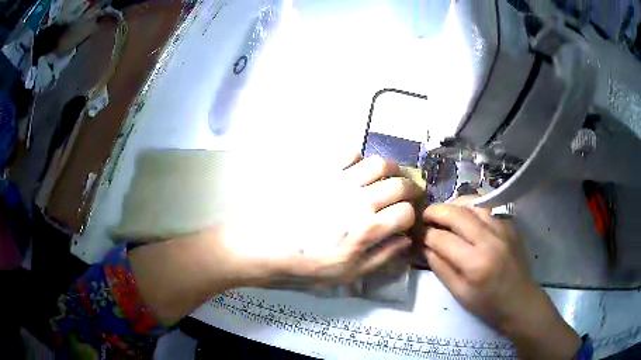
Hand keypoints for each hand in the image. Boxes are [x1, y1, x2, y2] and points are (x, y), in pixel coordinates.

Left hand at [223, 156, 422, 286]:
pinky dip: (360, 159)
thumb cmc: (306, 265)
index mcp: (366, 230)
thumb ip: (381, 257)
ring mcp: (340, 182)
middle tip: (407, 195)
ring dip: (390, 170)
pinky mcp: (322, 171)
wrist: (266, 245)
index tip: (405, 220)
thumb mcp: (347, 273)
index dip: (410, 216)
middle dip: (410, 189)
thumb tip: (406, 240)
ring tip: (386, 178)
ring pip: (379, 163)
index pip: (406, 212)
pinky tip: (356, 171)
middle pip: (399, 184)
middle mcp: (359, 201)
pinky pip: (349, 153)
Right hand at [421, 196, 580, 359]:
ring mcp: (503, 228)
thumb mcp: (459, 293)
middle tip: (424, 215)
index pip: (442, 239)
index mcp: (475, 263)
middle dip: (435, 211)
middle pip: (457, 214)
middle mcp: (490, 240)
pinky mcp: (510, 225)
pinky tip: (465, 217)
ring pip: (473, 204)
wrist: (520, 301)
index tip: (415, 233)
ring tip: (443, 212)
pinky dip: (472, 209)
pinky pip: (487, 209)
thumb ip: (441, 268)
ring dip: (454, 205)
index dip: (425, 234)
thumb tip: (425, 247)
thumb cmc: (488, 305)